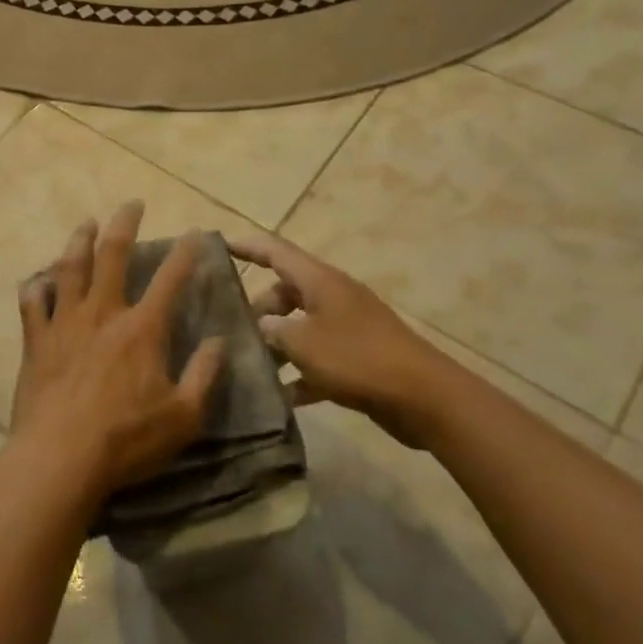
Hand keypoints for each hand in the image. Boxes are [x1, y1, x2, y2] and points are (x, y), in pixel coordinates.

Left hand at [12, 202, 225, 501]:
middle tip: (132, 204)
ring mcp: (65, 322)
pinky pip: (32, 302)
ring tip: (85, 224)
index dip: (186, 253)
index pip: (170, 279)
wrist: (61, 456)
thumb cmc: (127, 439)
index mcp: (142, 328)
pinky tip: (38, 280)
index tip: (195, 232)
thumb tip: (219, 341)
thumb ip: (205, 375)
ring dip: (79, 241)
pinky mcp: (36, 339)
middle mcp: (102, 312)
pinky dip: (36, 287)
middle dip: (124, 224)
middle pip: (112, 254)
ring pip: (70, 267)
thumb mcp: (184, 416)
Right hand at [231, 234, 454, 446]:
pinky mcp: (358, 358)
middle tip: (231, 329)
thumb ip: (273, 331)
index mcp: (319, 281)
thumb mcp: (302, 342)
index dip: (246, 246)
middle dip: (257, 308)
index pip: (275, 251)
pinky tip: (280, 397)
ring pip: (300, 326)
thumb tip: (260, 327)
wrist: (425, 398)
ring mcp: (347, 327)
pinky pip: (319, 358)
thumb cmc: (357, 358)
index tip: (217, 245)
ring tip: (250, 364)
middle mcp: (332, 297)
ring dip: (277, 343)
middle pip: (285, 291)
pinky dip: (300, 372)